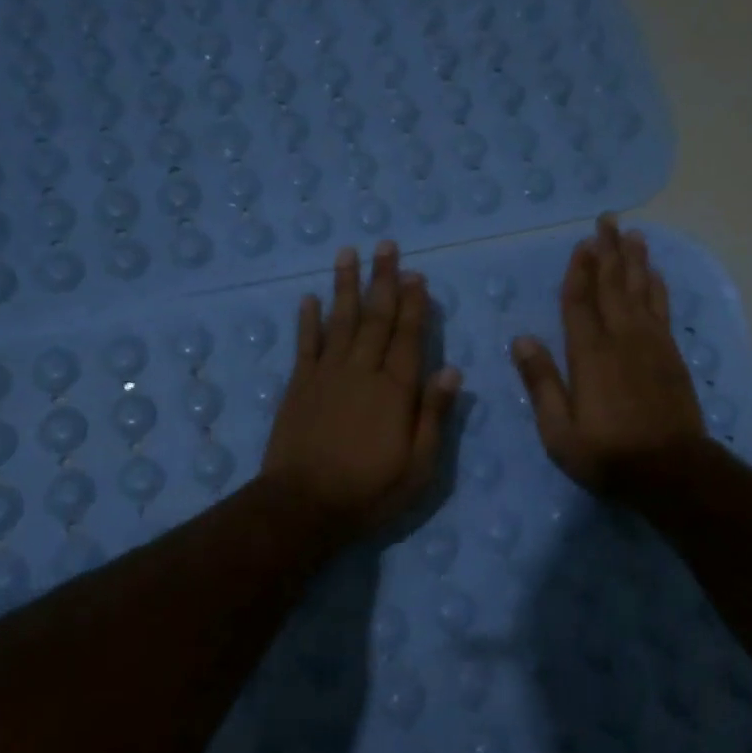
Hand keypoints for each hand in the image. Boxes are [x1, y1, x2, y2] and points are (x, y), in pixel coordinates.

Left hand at [262, 241, 461, 532]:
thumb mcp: (418, 467)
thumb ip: (434, 416)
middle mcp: (362, 372)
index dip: (415, 304)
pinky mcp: (299, 386)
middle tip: (386, 245)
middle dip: (383, 280)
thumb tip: (452, 372)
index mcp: (396, 391)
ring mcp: (326, 375)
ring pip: (340, 320)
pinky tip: (309, 298)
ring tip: (348, 253)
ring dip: (345, 286)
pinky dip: (308, 320)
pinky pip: (305, 344)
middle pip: (376, 318)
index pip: (409, 337)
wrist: (303, 506)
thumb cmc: (369, 491)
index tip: (417, 275)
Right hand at [510, 213, 706, 492]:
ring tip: (633, 234)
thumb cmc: (608, 454)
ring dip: (635, 261)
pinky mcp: (671, 356)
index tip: (581, 243)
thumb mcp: (559, 430)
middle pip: (614, 286)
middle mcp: (622, 339)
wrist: (672, 470)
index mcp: (589, 355)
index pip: (580, 303)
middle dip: (608, 252)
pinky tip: (655, 275)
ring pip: (641, 291)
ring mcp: (651, 345)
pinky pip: (662, 310)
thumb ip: (541, 382)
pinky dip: (658, 288)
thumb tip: (521, 339)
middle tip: (608, 220)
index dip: (579, 271)